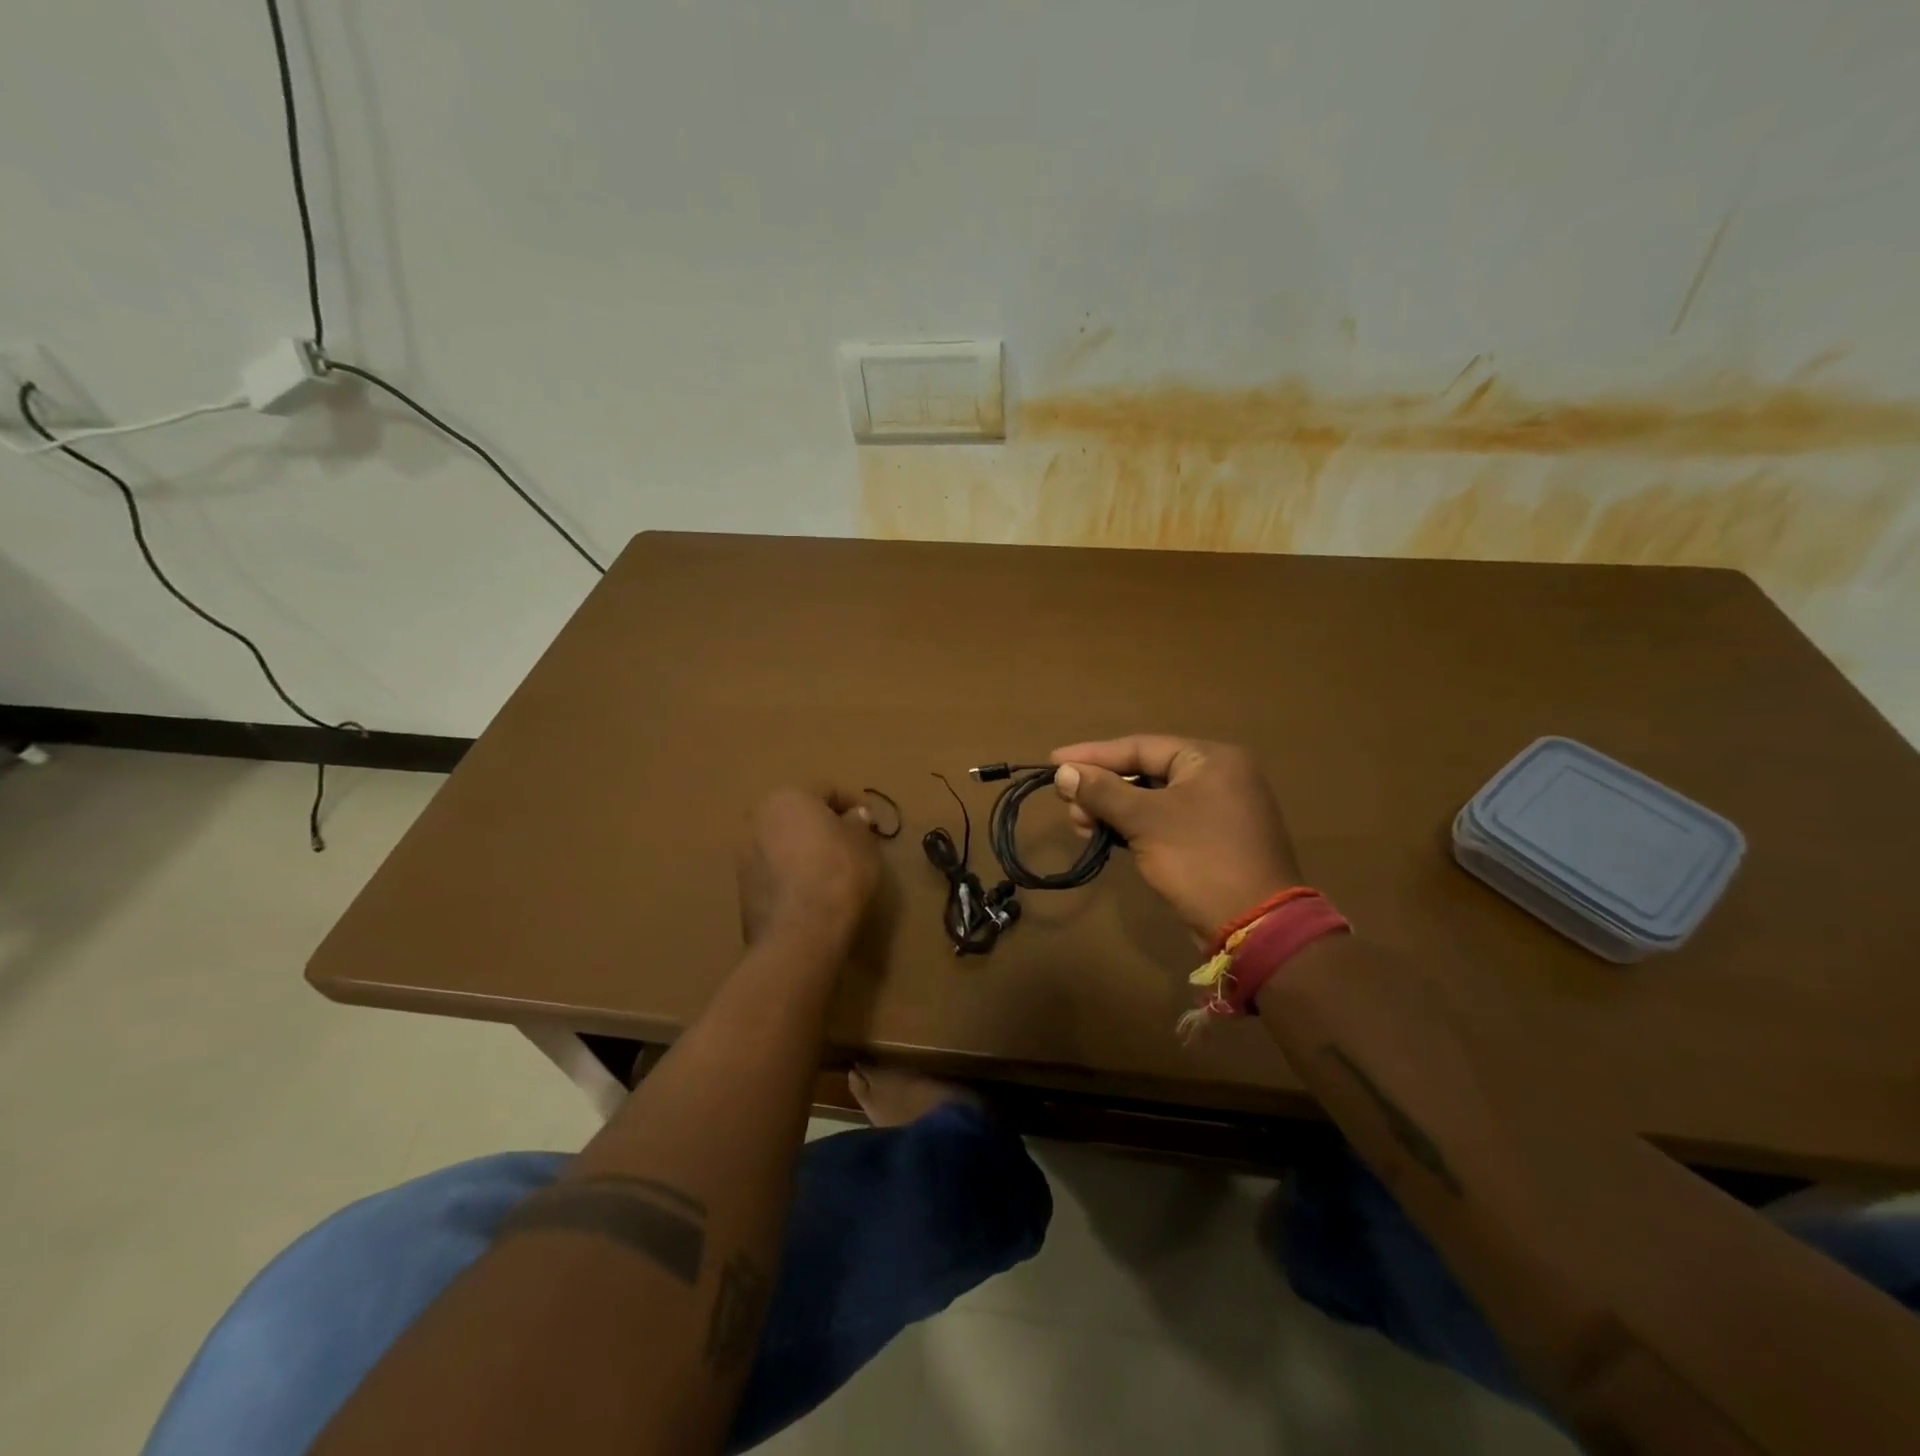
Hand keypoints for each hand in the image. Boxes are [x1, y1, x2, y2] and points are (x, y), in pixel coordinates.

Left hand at [737, 788, 881, 949]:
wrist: (801, 929)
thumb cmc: (838, 871)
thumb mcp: (863, 841)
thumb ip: (857, 823)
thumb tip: (853, 817)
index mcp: (788, 796)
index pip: (826, 791)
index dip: (853, 804)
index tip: (870, 822)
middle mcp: (758, 817)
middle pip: (797, 814)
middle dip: (821, 825)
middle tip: (847, 842)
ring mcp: (744, 853)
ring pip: (782, 842)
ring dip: (802, 849)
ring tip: (828, 869)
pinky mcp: (741, 886)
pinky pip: (773, 870)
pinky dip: (790, 873)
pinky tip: (810, 889)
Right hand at [1050, 735, 1303, 940]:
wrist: (1257, 927)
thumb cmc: (1201, 860)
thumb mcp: (1146, 821)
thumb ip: (1103, 792)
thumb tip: (1064, 772)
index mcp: (1211, 758)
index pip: (1140, 746)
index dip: (1093, 755)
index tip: (1054, 762)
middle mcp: (1218, 775)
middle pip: (1146, 771)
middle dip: (1102, 787)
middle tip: (1067, 804)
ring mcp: (1218, 809)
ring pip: (1152, 799)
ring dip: (1113, 809)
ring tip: (1080, 824)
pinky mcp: (1212, 839)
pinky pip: (1164, 820)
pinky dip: (1134, 826)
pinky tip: (1106, 836)